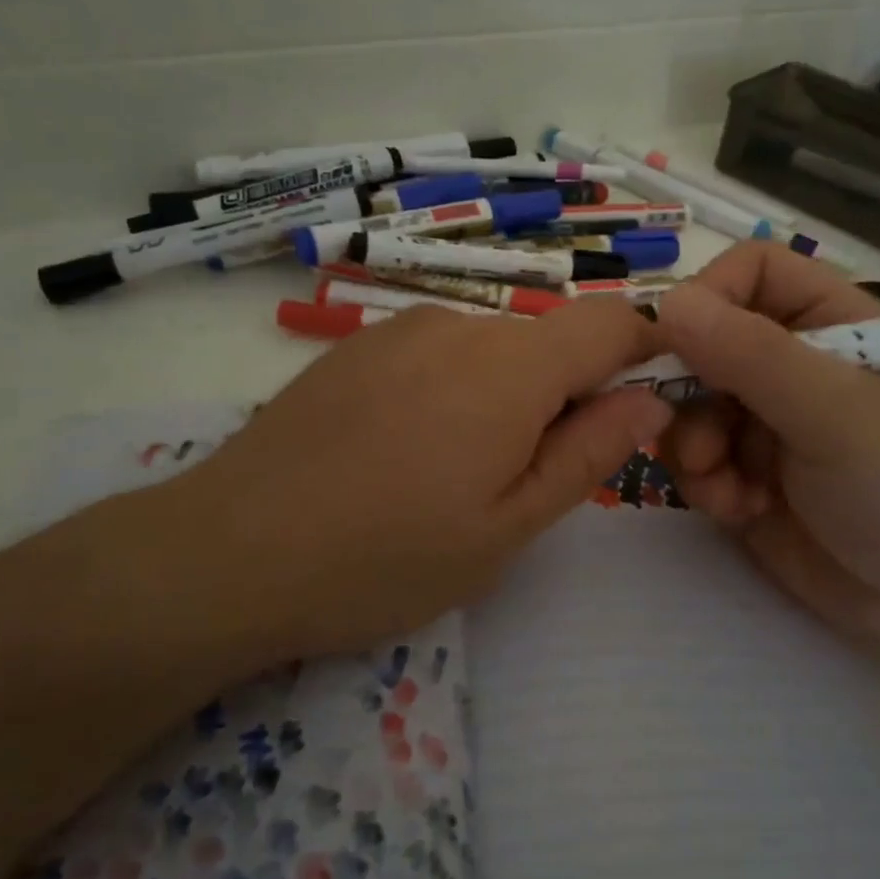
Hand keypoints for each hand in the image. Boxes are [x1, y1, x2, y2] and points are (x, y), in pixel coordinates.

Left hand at [139, 300, 669, 661]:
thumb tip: (649, 400)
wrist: (230, 551)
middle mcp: (460, 326)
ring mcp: (400, 330)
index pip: (611, 322)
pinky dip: (453, 392)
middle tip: (525, 482)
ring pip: (491, 351)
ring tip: (452, 478)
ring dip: (504, 399)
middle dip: (564, 397)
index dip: (645, 350)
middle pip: (548, 342)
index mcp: (512, 368)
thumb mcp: (508, 527)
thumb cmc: (387, 556)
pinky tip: (402, 455)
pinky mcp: (357, 347)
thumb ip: (588, 454)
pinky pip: (437, 355)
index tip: (643, 403)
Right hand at [655, 243, 879, 658]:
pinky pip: (692, 460)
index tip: (677, 342)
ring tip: (725, 484)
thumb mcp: (833, 412)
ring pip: (684, 406)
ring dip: (692, 446)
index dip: (707, 293)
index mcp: (825, 323)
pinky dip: (704, 484)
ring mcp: (760, 422)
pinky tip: (741, 511)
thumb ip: (751, 355)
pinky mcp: (741, 476)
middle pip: (700, 342)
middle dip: (685, 389)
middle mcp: (785, 364)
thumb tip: (667, 302)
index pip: (749, 272)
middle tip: (693, 430)